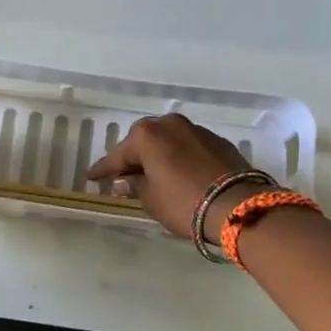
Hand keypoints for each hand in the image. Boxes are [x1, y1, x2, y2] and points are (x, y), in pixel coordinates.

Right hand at [86, 113, 265, 242]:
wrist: (238, 205)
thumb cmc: (184, 202)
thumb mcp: (151, 200)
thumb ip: (134, 186)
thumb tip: (123, 181)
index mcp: (148, 135)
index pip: (118, 154)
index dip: (104, 169)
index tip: (92, 177)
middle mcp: (170, 125)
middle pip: (144, 140)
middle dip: (133, 157)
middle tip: (123, 175)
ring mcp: (197, 130)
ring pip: (168, 141)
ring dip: (158, 155)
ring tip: (151, 174)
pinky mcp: (218, 142)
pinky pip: (188, 147)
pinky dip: (178, 157)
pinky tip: (177, 172)